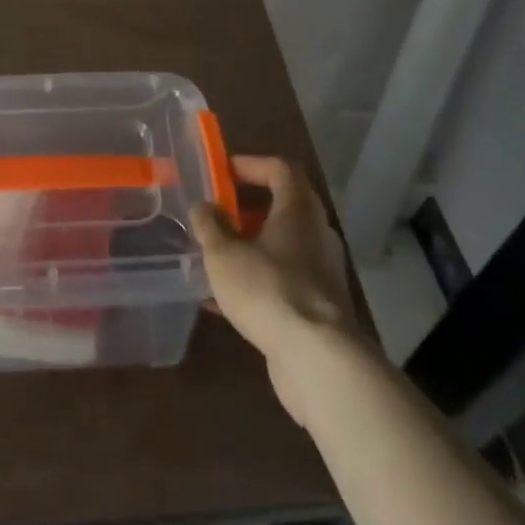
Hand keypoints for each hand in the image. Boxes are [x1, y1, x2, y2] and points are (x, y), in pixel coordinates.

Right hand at [190, 155, 356, 424]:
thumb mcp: (223, 254)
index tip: (223, 172)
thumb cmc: (268, 290)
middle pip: (285, 206)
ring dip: (251, 246)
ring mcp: (322, 272)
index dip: (251, 164)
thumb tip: (202, 206)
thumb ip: (209, 226)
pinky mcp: (319, 307)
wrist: (318, 359)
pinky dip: (257, 280)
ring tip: (216, 256)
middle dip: (248, 208)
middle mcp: (316, 234)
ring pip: (283, 246)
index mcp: (298, 210)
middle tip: (218, 213)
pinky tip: (224, 300)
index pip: (281, 169)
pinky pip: (284, 280)